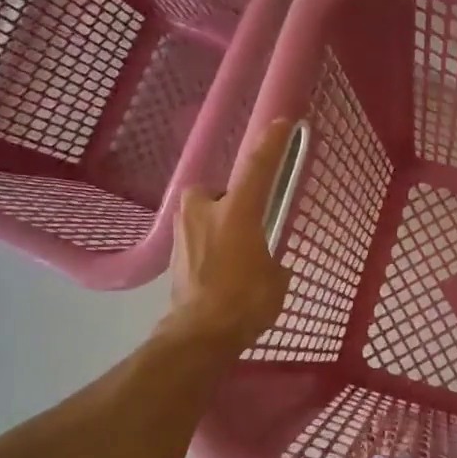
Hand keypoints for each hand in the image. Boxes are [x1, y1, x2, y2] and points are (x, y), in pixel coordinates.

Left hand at [165, 119, 293, 351]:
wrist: (199, 334)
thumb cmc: (246, 301)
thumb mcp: (276, 277)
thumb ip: (272, 259)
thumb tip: (266, 263)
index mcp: (237, 210)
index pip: (257, 166)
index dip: (271, 143)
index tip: (283, 123)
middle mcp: (204, 211)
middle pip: (220, 191)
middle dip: (232, 204)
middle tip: (249, 227)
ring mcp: (183, 231)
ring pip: (204, 214)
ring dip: (218, 226)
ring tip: (234, 254)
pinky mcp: (173, 253)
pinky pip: (196, 237)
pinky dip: (208, 247)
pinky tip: (219, 271)